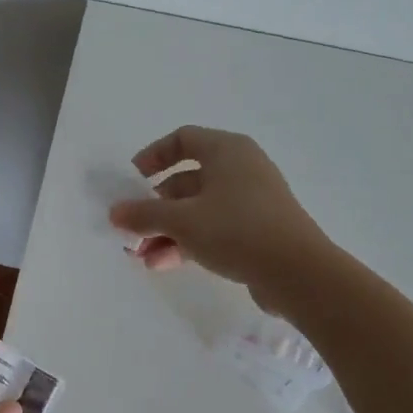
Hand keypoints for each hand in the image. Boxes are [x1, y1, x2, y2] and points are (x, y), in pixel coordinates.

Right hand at [108, 126, 332, 304]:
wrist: (298, 273)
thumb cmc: (236, 230)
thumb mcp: (181, 221)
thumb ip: (143, 215)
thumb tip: (115, 212)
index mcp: (227, 151)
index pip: (182, 139)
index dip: (153, 156)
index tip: (132, 180)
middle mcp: (240, 169)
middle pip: (186, 179)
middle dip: (154, 207)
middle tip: (133, 228)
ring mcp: (251, 201)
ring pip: (198, 209)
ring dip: (167, 230)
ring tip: (143, 256)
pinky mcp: (257, 230)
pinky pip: (213, 228)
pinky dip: (188, 241)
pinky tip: (164, 264)